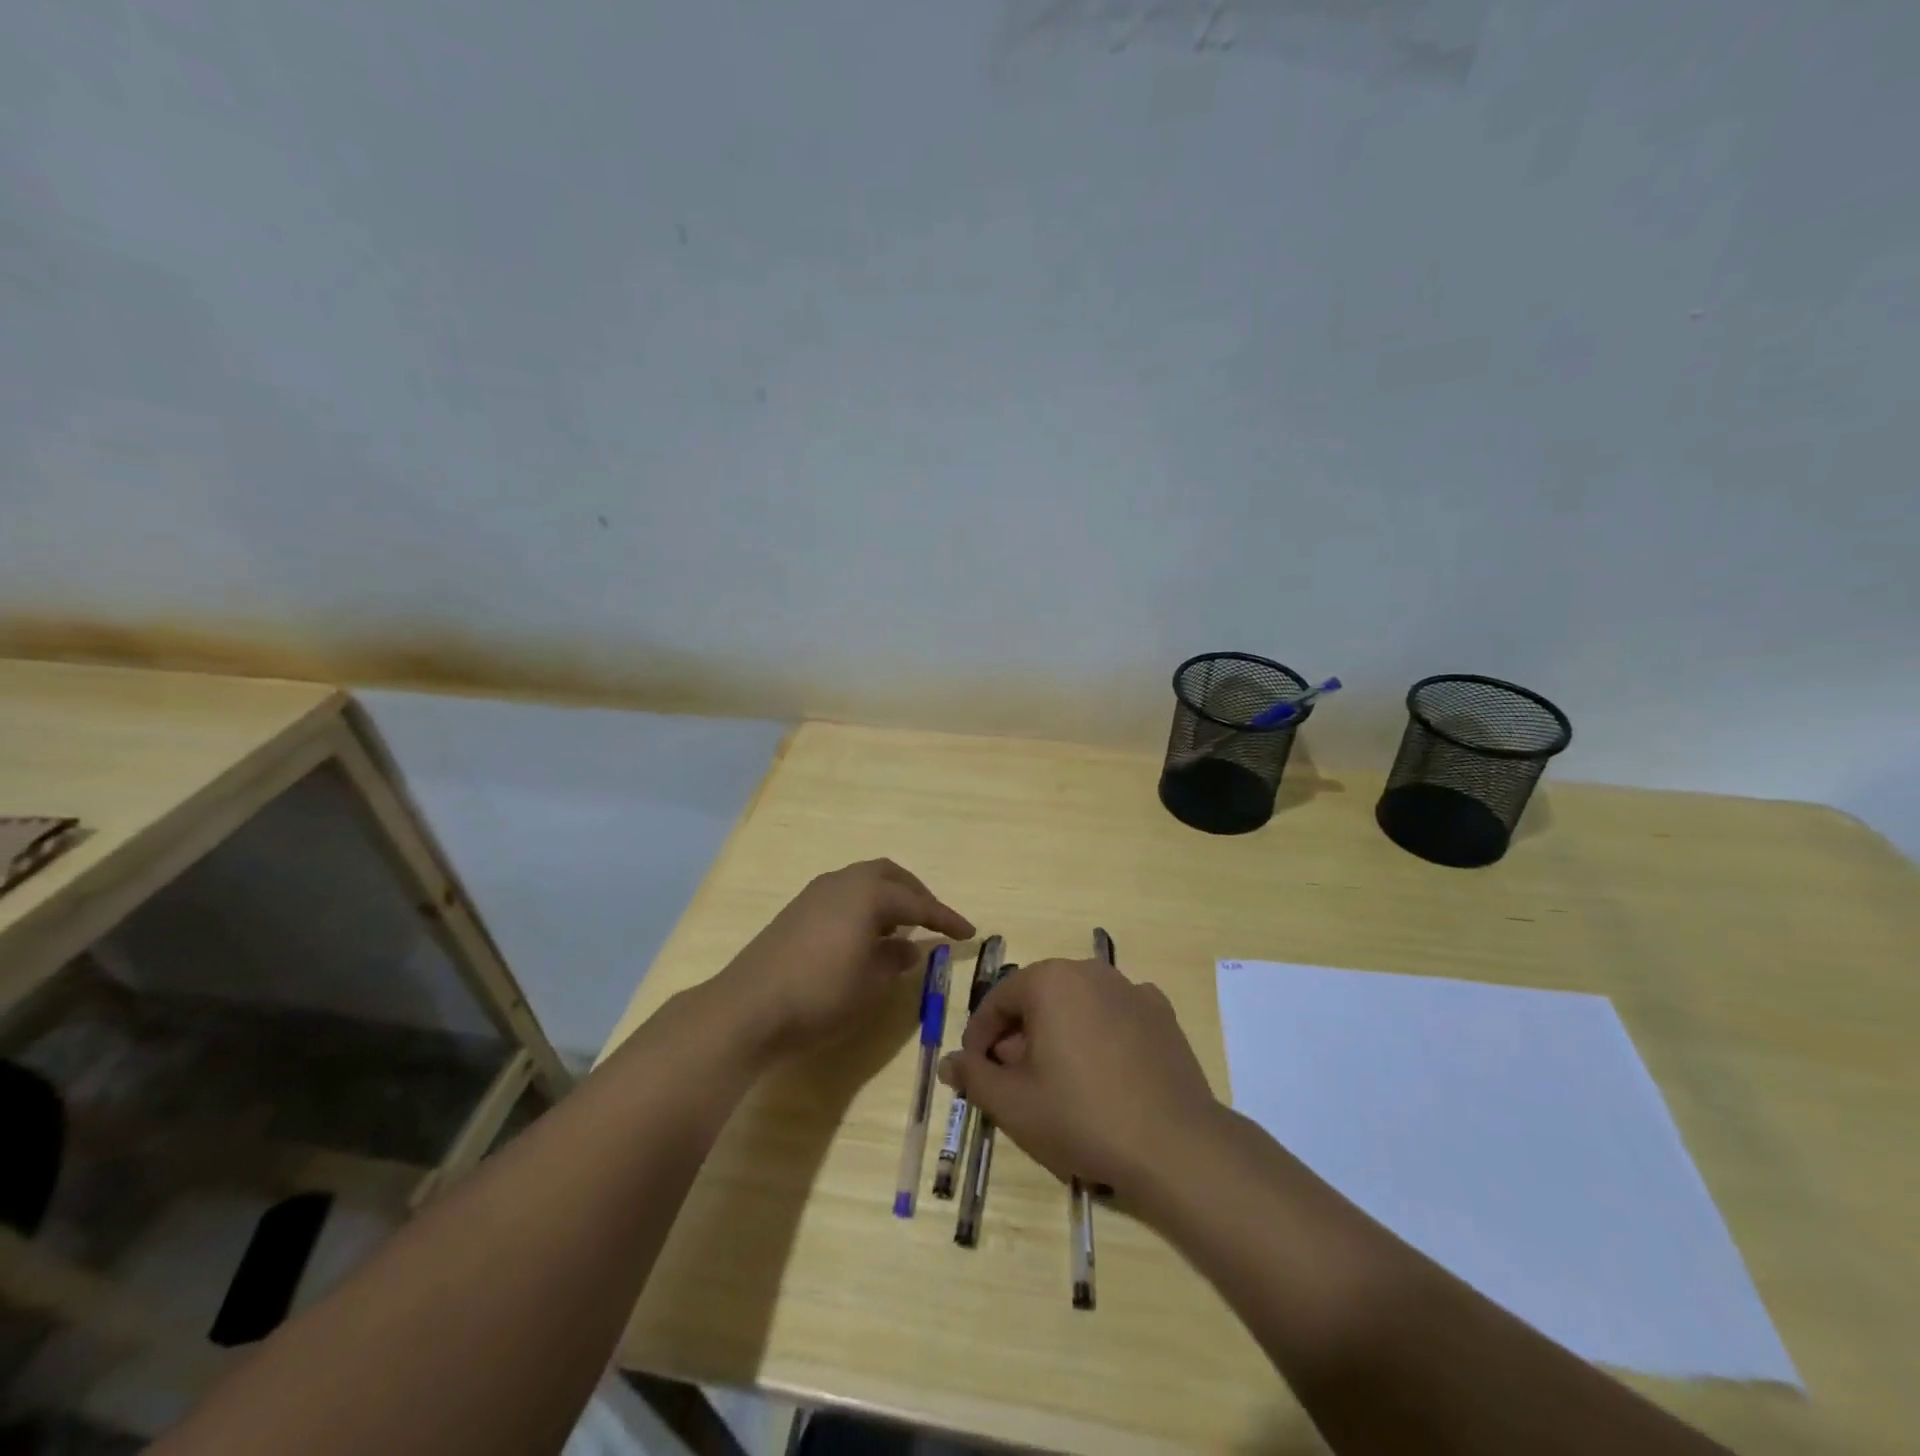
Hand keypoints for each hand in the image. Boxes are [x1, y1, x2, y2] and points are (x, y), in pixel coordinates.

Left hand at [715, 859, 973, 1058]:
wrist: (748, 1007)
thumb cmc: (820, 995)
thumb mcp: (870, 984)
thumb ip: (894, 960)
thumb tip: (908, 947)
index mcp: (867, 894)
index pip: (917, 902)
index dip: (945, 918)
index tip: (969, 932)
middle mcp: (842, 882)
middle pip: (888, 876)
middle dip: (915, 894)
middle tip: (932, 919)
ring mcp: (815, 894)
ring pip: (862, 882)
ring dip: (887, 898)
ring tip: (900, 927)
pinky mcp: (796, 911)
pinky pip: (843, 895)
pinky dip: (863, 906)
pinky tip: (865, 935)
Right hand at [936, 956, 1220, 1196]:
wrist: (1174, 1145)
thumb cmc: (1081, 1116)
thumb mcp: (1013, 1103)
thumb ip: (974, 1077)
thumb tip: (949, 1063)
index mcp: (1050, 980)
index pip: (998, 1000)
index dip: (979, 1036)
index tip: (975, 1070)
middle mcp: (1090, 971)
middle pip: (1038, 999)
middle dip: (1018, 1035)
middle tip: (1012, 1080)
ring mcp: (1131, 989)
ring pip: (1077, 1005)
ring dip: (1058, 1034)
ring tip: (1056, 1080)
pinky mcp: (1161, 1014)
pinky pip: (1115, 1015)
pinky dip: (1100, 1035)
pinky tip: (1103, 1072)